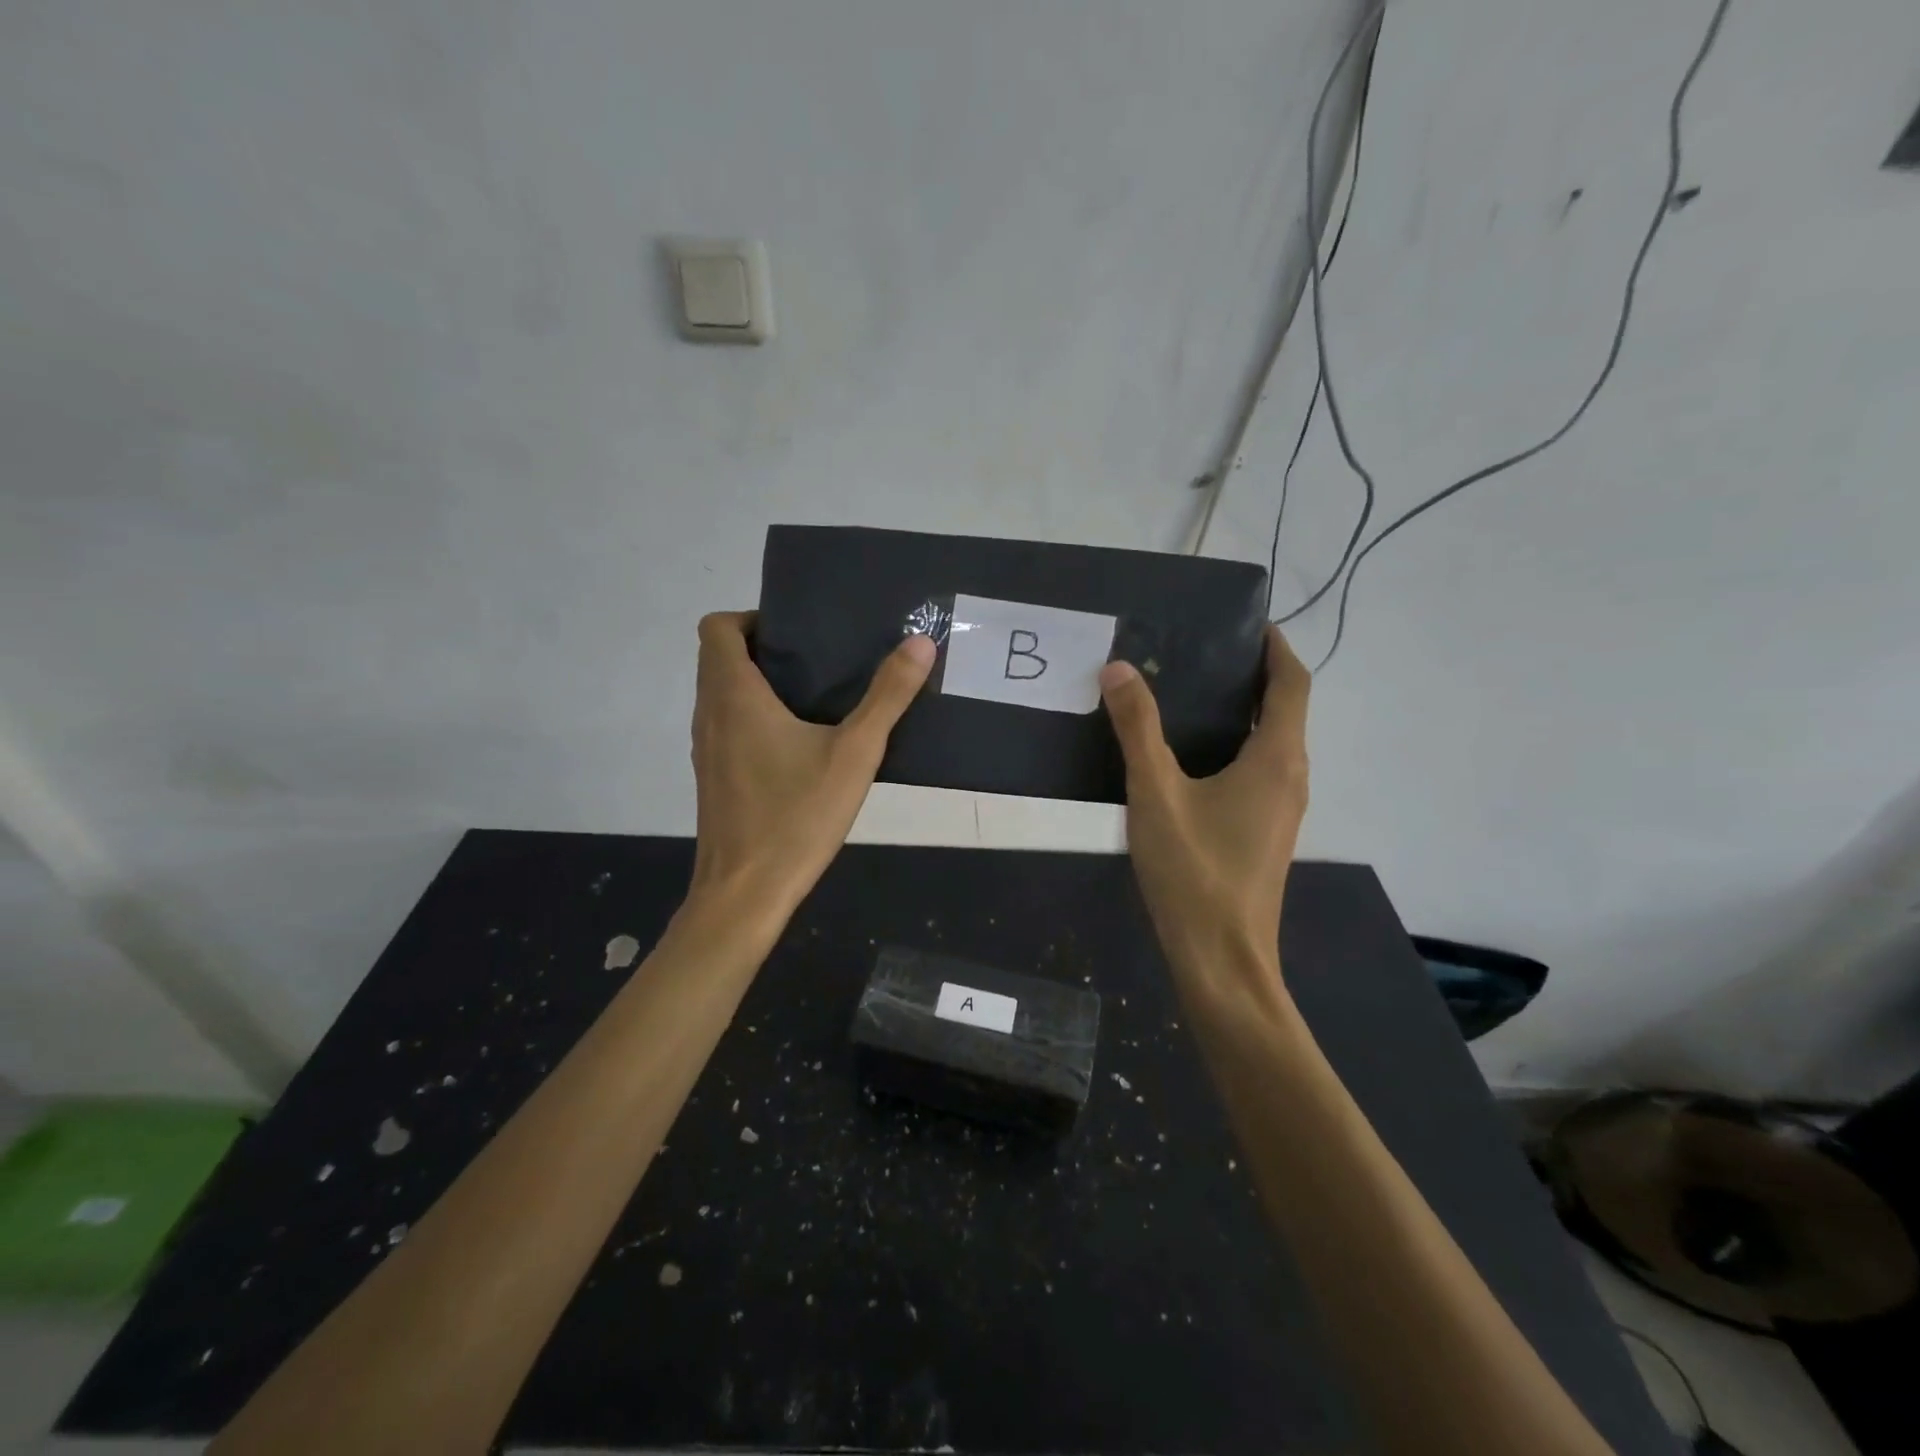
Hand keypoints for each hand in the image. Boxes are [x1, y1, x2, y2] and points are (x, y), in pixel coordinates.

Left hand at [687, 612, 934, 926]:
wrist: (745, 892)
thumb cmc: (796, 817)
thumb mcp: (855, 754)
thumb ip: (887, 697)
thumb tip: (920, 644)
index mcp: (734, 696)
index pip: (717, 627)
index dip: (751, 618)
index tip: (797, 634)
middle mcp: (710, 714)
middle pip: (718, 657)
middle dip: (761, 648)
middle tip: (817, 660)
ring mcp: (707, 748)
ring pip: (721, 693)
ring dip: (757, 683)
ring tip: (813, 697)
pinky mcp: (713, 776)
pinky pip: (726, 725)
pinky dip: (752, 717)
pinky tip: (798, 746)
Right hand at [1100, 625, 1310, 975]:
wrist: (1222, 960)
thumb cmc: (1194, 872)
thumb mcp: (1155, 793)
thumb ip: (1137, 729)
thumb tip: (1119, 668)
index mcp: (1278, 758)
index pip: (1292, 683)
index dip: (1276, 647)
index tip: (1247, 623)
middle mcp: (1292, 777)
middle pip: (1284, 709)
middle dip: (1252, 675)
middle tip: (1198, 653)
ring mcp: (1282, 809)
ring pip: (1271, 743)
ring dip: (1242, 712)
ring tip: (1187, 694)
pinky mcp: (1265, 832)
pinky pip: (1258, 771)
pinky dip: (1234, 745)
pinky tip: (1187, 756)